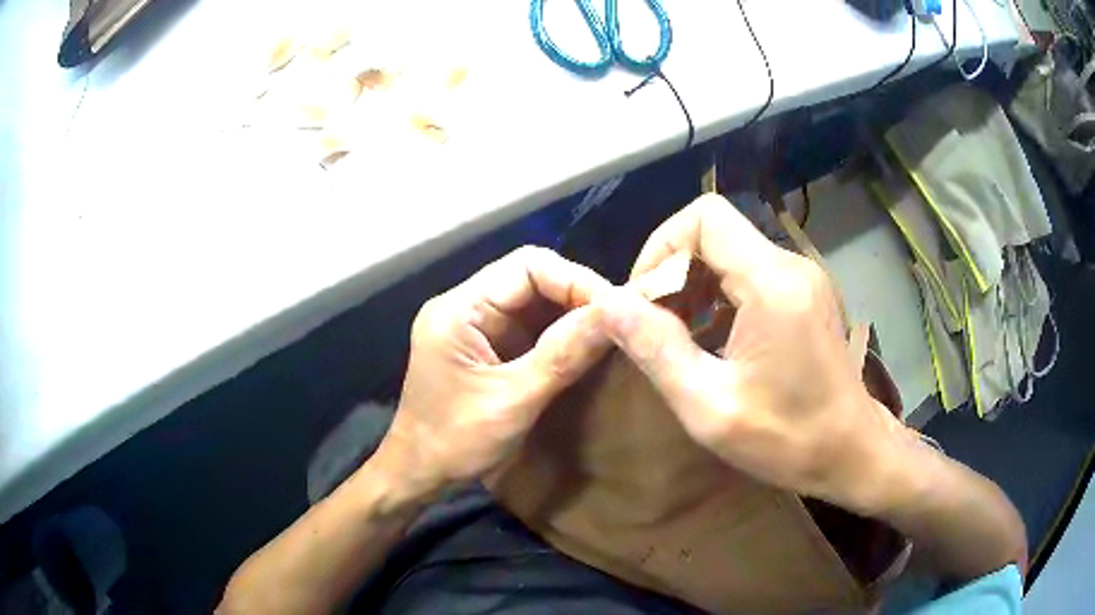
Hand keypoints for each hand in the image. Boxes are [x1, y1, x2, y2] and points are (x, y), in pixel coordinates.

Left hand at [374, 246, 612, 497]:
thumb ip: (563, 355)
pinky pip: (529, 326)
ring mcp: (475, 325)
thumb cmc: (455, 441)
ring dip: (571, 314)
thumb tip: (618, 315)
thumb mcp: (513, 401)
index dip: (576, 280)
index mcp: (459, 309)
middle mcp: (465, 306)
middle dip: (577, 296)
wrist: (419, 472)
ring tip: (611, 332)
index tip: (617, 309)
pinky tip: (585, 347)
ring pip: (534, 301)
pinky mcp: (486, 345)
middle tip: (620, 322)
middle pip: (531, 278)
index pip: (527, 266)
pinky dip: (559, 333)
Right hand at [594, 194, 898, 511]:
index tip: (643, 300)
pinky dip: (718, 294)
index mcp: (772, 284)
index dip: (662, 247)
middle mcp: (791, 265)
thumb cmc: (788, 439)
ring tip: (678, 334)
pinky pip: (749, 270)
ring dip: (694, 283)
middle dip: (674, 268)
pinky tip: (711, 337)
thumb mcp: (710, 408)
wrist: (852, 452)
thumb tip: (607, 303)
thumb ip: (656, 350)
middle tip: (654, 324)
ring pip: (730, 249)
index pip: (704, 217)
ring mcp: (802, 276)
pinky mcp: (805, 291)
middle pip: (715, 230)